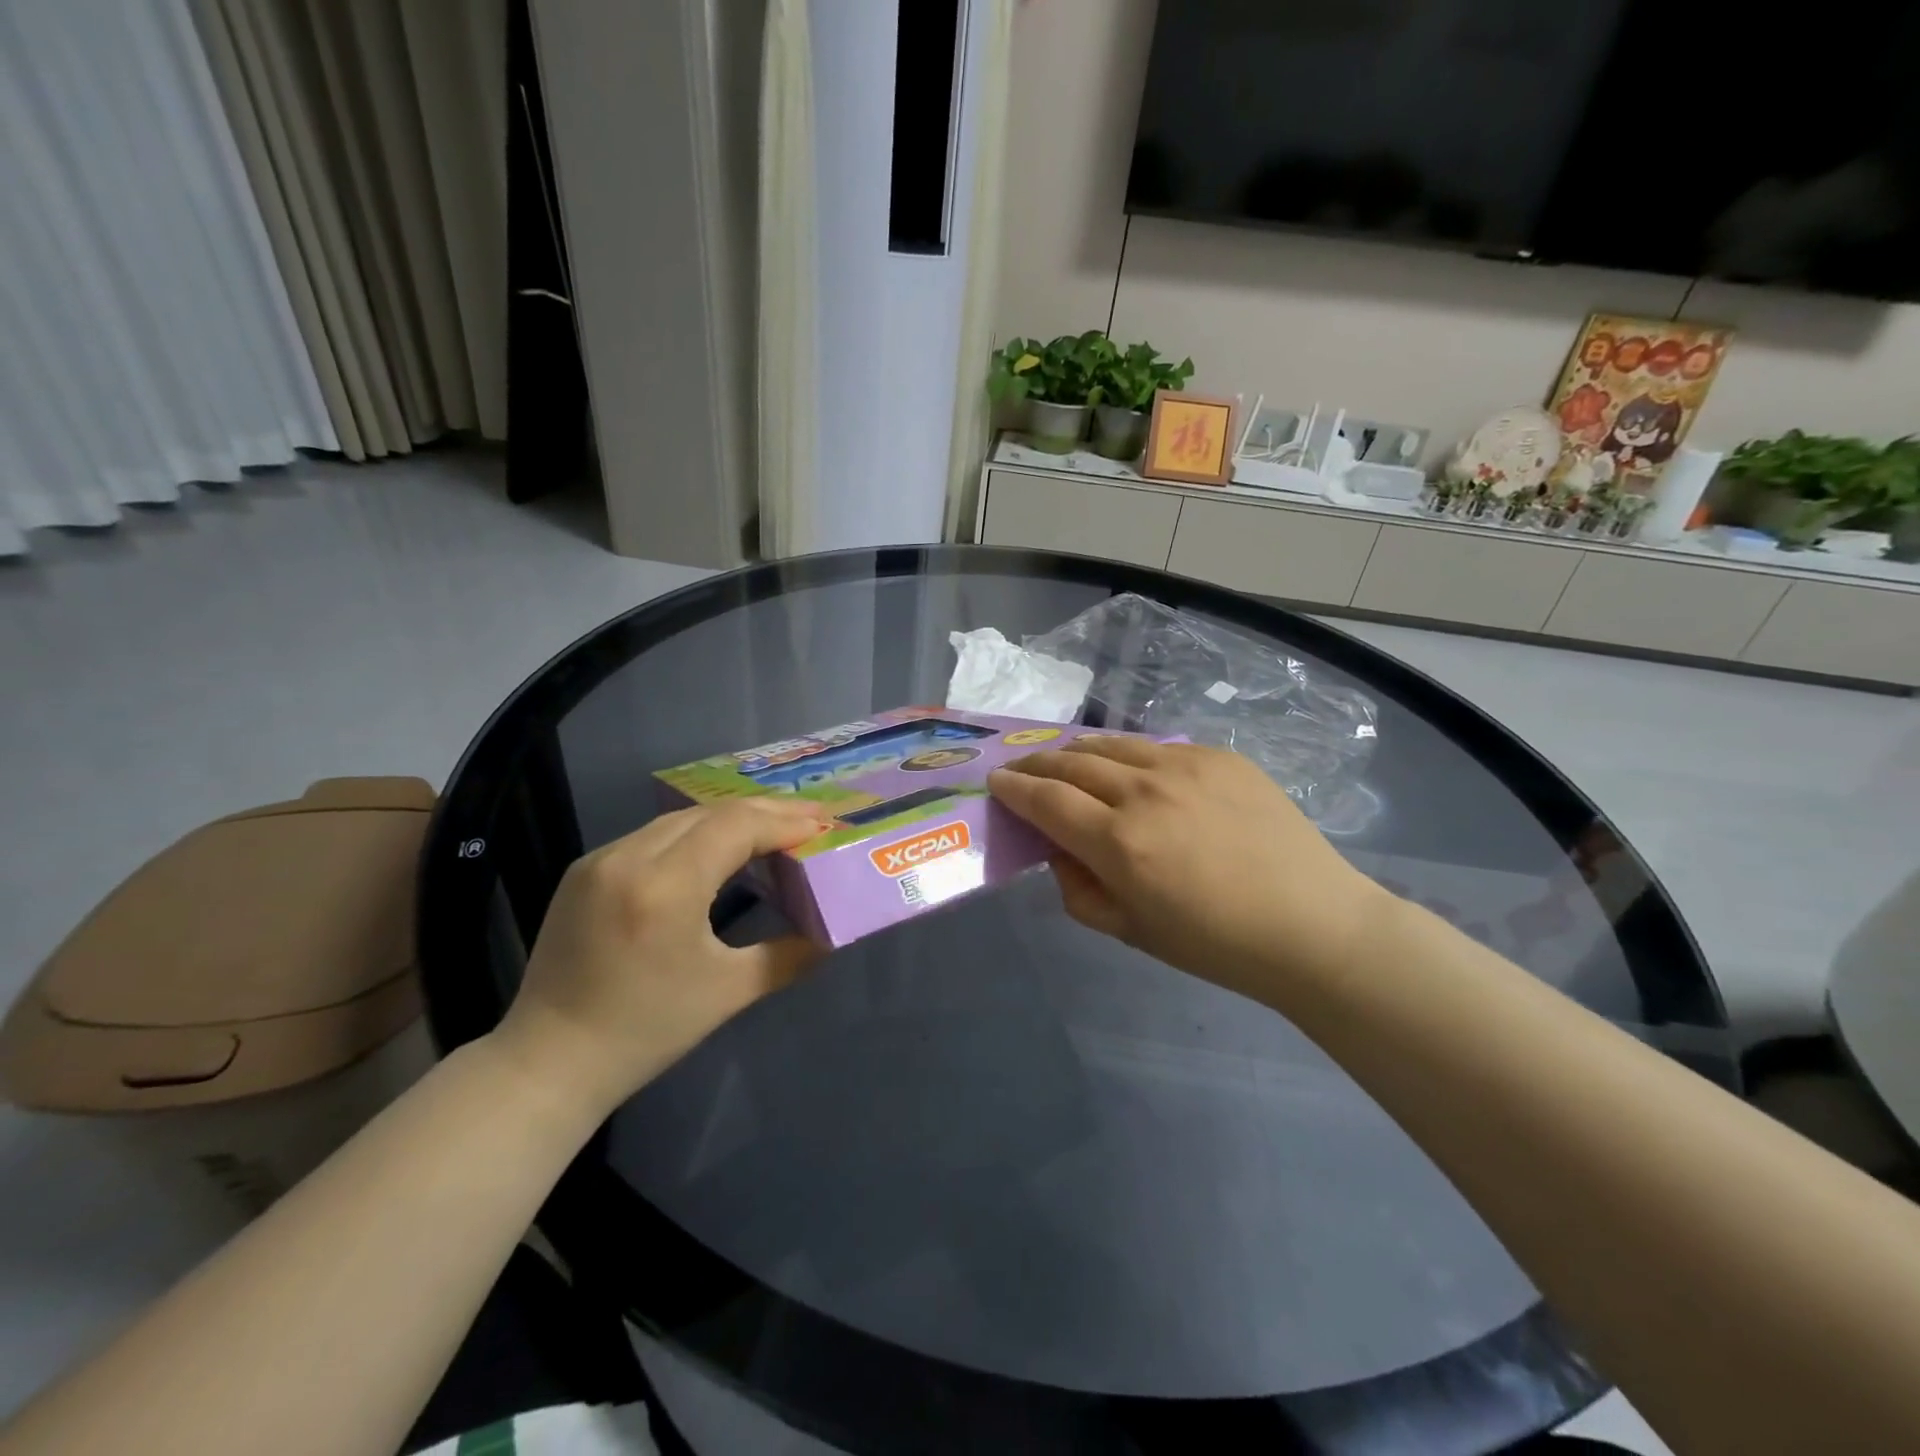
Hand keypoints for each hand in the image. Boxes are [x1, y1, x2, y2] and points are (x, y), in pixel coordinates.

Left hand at [493, 798, 831, 1116]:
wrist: (548, 1062)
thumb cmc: (646, 1031)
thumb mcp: (728, 993)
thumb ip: (787, 956)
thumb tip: (830, 937)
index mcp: (665, 887)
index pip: (735, 828)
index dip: (783, 822)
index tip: (823, 825)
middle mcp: (628, 858)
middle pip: (710, 813)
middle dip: (765, 812)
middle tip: (810, 817)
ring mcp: (599, 860)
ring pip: (679, 818)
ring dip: (730, 819)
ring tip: (773, 827)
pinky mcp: (584, 870)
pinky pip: (651, 835)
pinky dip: (694, 833)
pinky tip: (717, 846)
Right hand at [988, 738, 1386, 1002]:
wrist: (1313, 925)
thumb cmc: (1216, 944)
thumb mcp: (1131, 931)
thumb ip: (1079, 890)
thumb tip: (1060, 850)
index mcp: (1120, 842)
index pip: (1046, 800)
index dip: (1014, 788)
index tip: (996, 782)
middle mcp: (1145, 792)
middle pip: (1071, 762)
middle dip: (1036, 764)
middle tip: (1021, 769)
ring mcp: (1186, 766)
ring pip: (1112, 744)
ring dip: (1078, 751)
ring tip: (1065, 760)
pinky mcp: (1220, 756)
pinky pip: (1158, 747)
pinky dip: (1129, 755)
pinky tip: (1131, 771)